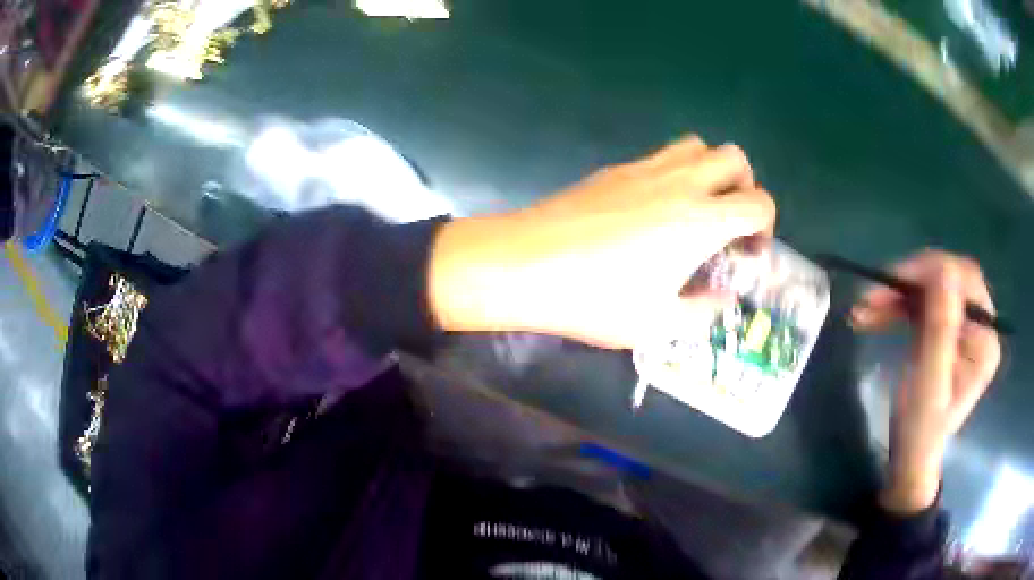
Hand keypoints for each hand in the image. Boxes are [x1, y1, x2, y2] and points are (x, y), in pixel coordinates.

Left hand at [429, 136, 776, 347]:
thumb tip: (723, 299)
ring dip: (711, 170)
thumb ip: (703, 312)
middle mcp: (680, 183)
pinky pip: (661, 155)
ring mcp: (645, 168)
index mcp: (700, 221)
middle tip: (730, 220)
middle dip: (745, 186)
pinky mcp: (615, 168)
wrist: (527, 264)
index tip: (749, 251)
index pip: (758, 203)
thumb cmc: (596, 299)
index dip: (766, 225)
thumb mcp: (658, 324)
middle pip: (734, 158)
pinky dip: (675, 171)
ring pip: (696, 145)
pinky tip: (655, 207)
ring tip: (698, 207)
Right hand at [851, 251, 1000, 513]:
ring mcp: (962, 328)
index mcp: (985, 337)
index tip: (892, 281)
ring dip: (897, 294)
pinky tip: (874, 315)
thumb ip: (941, 327)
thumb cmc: (920, 430)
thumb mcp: (929, 381)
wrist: (910, 459)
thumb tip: (944, 268)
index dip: (930, 272)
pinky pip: (922, 305)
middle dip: (909, 283)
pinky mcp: (945, 332)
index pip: (964, 281)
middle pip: (947, 280)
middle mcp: (979, 325)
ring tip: (863, 309)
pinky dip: (897, 305)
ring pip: (930, 290)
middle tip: (871, 296)